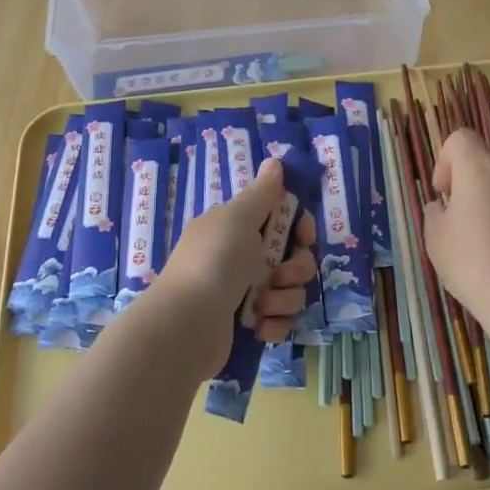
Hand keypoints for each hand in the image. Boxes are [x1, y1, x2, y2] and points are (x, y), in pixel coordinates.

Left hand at [158, 158, 317, 342]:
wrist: (185, 326)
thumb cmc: (214, 263)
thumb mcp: (238, 219)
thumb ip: (262, 193)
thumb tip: (274, 161)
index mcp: (237, 228)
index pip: (284, 219)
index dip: (301, 227)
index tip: (304, 236)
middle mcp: (242, 257)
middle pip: (295, 257)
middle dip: (297, 268)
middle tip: (279, 275)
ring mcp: (245, 293)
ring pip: (291, 291)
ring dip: (284, 299)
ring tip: (261, 306)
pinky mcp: (248, 325)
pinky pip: (280, 321)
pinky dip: (274, 325)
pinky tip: (259, 328)